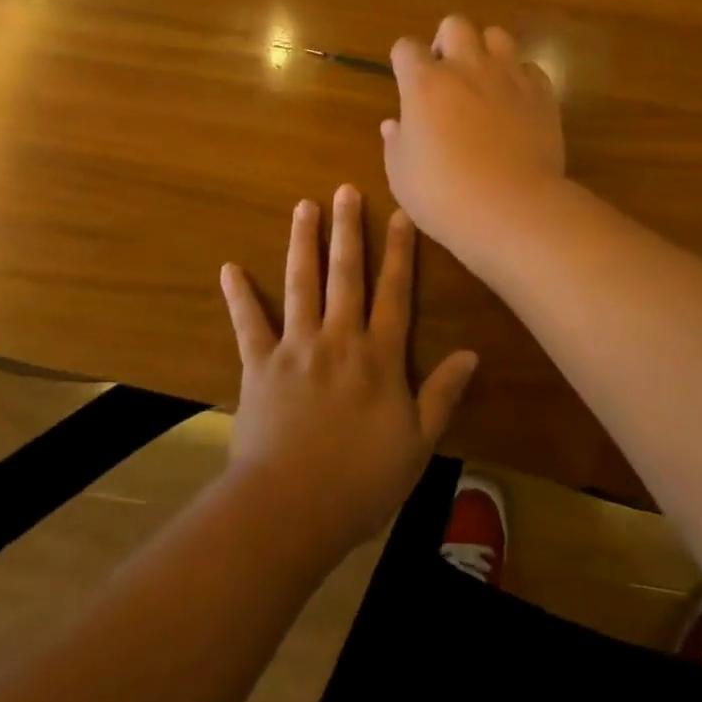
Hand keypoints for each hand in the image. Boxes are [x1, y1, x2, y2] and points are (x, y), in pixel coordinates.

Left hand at [221, 185, 477, 559]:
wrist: (288, 510)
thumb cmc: (360, 482)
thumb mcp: (417, 445)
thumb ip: (442, 395)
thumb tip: (471, 354)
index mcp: (379, 357)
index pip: (395, 294)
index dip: (400, 253)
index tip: (402, 215)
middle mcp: (339, 339)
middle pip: (346, 275)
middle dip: (348, 230)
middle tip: (346, 190)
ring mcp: (295, 348)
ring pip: (301, 285)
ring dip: (303, 243)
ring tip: (304, 206)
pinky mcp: (259, 366)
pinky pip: (248, 324)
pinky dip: (239, 296)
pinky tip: (229, 268)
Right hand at [381, 15, 565, 258]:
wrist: (512, 209)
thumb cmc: (445, 196)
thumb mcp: (402, 176)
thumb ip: (396, 143)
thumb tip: (394, 124)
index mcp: (425, 84)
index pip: (406, 47)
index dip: (403, 60)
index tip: (406, 80)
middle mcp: (467, 68)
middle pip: (455, 24)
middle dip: (447, 41)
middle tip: (446, 75)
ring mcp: (509, 76)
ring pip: (497, 35)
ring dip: (486, 51)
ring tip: (484, 81)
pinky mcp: (542, 93)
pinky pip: (530, 68)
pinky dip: (520, 78)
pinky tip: (516, 103)